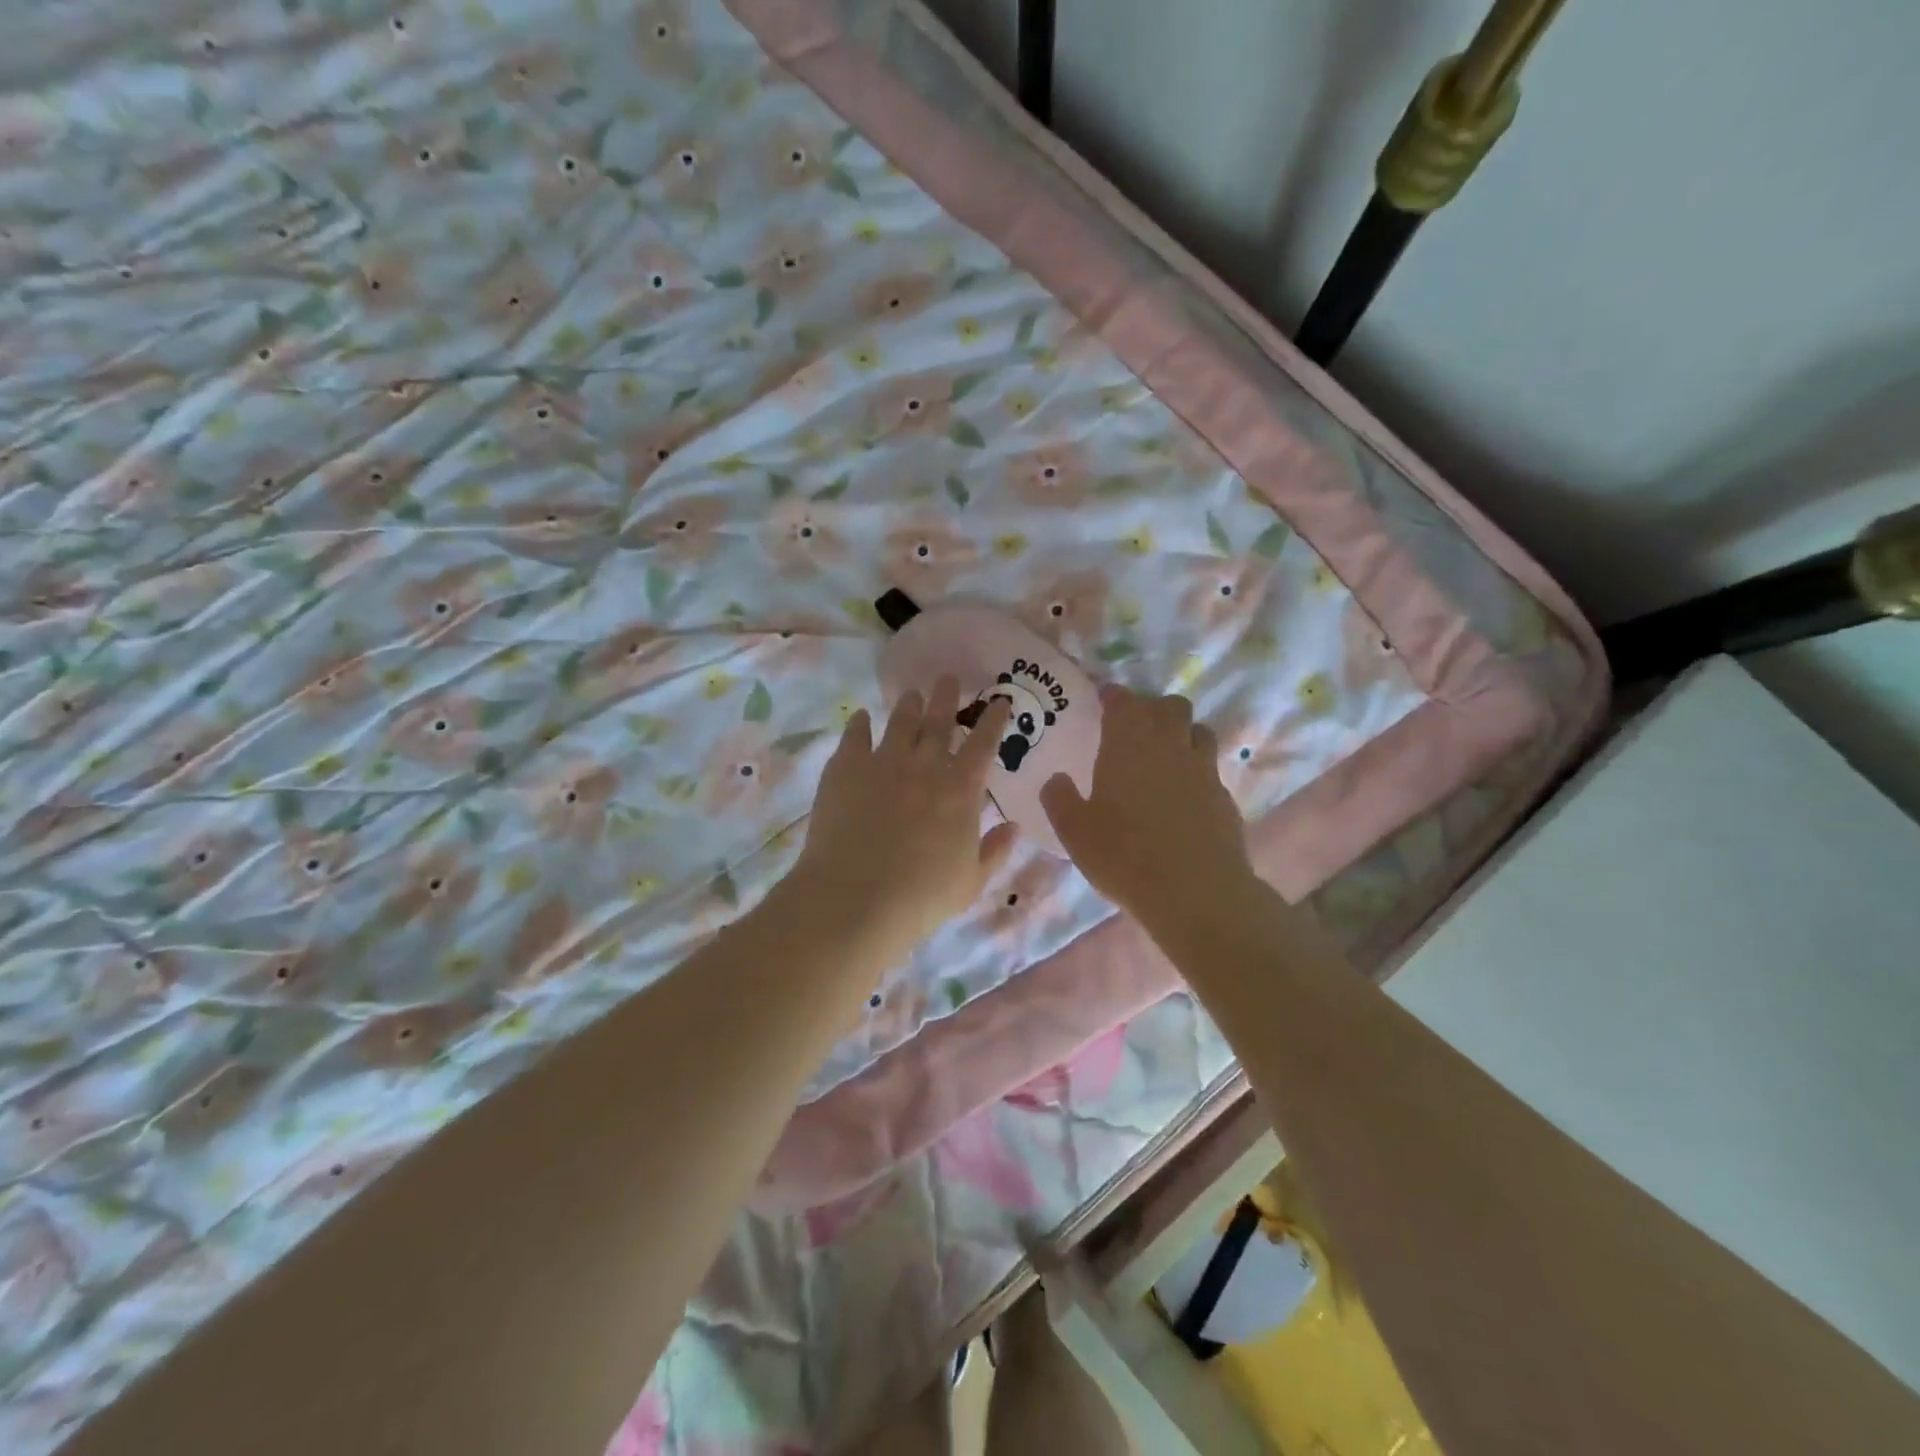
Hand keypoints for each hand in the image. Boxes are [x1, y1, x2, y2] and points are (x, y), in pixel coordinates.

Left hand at [793, 677, 1016, 959]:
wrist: (857, 897)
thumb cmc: (922, 897)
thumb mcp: (971, 882)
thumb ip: (995, 851)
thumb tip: (1013, 826)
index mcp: (961, 790)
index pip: (984, 744)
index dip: (993, 720)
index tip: (998, 701)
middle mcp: (926, 766)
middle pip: (940, 721)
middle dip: (947, 697)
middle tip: (949, 678)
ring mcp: (883, 762)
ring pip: (900, 722)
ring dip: (909, 705)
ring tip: (911, 693)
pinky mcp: (846, 767)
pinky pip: (855, 735)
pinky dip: (860, 723)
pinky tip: (861, 717)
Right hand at [1041, 686, 1259, 935]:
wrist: (1195, 892)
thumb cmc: (1124, 855)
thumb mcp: (1075, 832)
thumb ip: (1060, 800)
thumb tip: (1056, 780)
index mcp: (1129, 745)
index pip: (1124, 702)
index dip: (1114, 696)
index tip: (1105, 698)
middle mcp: (1170, 746)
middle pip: (1170, 706)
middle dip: (1153, 708)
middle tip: (1135, 727)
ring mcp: (1203, 771)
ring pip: (1199, 732)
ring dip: (1181, 733)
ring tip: (1164, 755)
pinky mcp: (1224, 798)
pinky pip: (1210, 770)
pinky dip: (1195, 771)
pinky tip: (1183, 797)